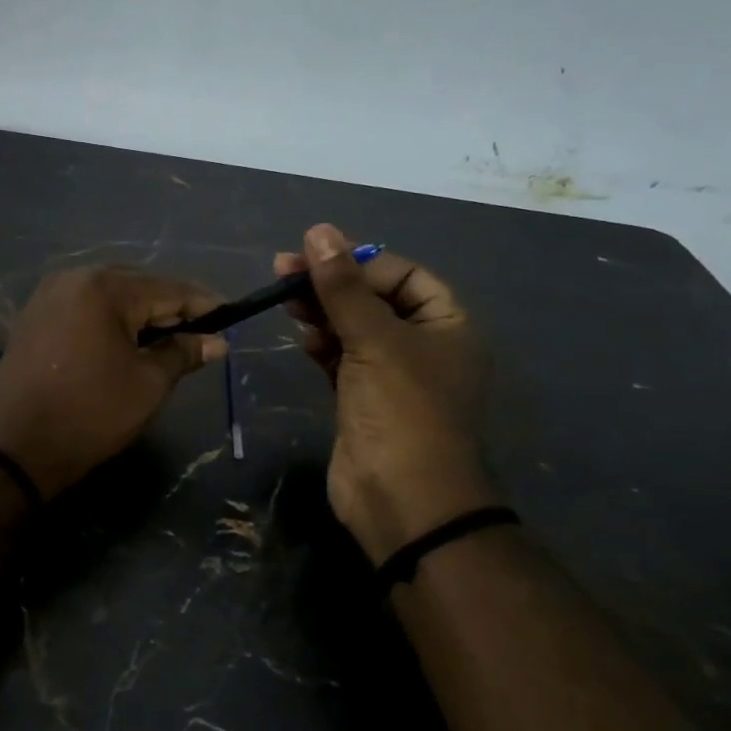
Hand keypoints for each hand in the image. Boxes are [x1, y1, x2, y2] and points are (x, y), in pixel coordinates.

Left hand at [0, 267, 226, 497]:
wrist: (16, 448)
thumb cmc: (91, 414)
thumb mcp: (148, 384)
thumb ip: (182, 353)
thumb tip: (216, 342)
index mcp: (104, 288)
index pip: (167, 289)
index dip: (202, 303)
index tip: (231, 314)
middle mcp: (73, 278)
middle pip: (137, 285)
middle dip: (170, 307)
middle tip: (201, 331)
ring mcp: (48, 295)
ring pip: (109, 295)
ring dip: (139, 313)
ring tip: (167, 338)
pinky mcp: (34, 316)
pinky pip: (84, 307)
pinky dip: (109, 320)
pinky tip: (126, 340)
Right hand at [275, 224, 494, 560]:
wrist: (403, 500)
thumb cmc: (402, 411)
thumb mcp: (375, 340)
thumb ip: (343, 287)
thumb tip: (319, 231)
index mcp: (448, 325)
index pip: (403, 274)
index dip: (360, 262)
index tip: (315, 255)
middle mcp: (424, 346)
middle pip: (374, 299)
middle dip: (332, 285)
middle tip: (283, 271)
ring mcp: (393, 376)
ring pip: (354, 329)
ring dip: (322, 312)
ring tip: (286, 301)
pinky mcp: (363, 400)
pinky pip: (341, 359)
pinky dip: (322, 344)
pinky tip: (301, 337)